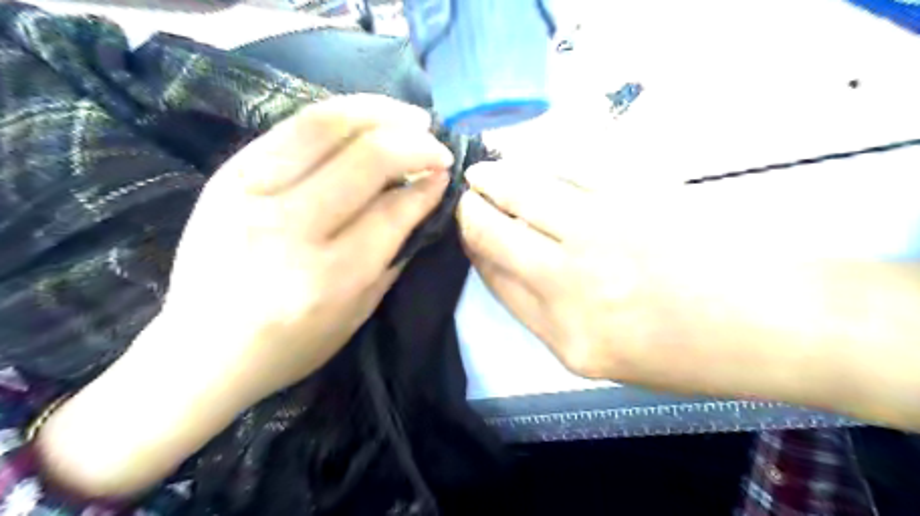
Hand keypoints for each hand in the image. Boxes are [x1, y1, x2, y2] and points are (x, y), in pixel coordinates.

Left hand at [40, 94, 456, 496]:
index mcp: (329, 277)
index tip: (445, 175)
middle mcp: (290, 230)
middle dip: (415, 144)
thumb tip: (421, 201)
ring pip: (327, 127)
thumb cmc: (292, 345)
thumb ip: (393, 256)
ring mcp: (250, 195)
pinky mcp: (226, 176)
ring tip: (412, 116)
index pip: (391, 212)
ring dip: (381, 113)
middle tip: (437, 146)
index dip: (427, 187)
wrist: (202, 350)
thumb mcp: (358, 315)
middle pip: (366, 161)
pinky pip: (292, 127)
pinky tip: (366, 115)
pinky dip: (339, 113)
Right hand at [460, 160, 919, 427]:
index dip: (474, 251)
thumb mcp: (604, 358)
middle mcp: (570, 285)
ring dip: (493, 177)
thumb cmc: (688, 353)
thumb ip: (550, 313)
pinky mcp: (632, 196)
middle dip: (468, 211)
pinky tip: (533, 164)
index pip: (495, 279)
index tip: (467, 233)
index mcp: (563, 337)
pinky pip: (566, 170)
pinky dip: (540, 165)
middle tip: (465, 195)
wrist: (772, 322)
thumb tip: (512, 265)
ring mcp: (600, 236)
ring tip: (485, 172)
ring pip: (521, 191)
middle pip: (492, 234)